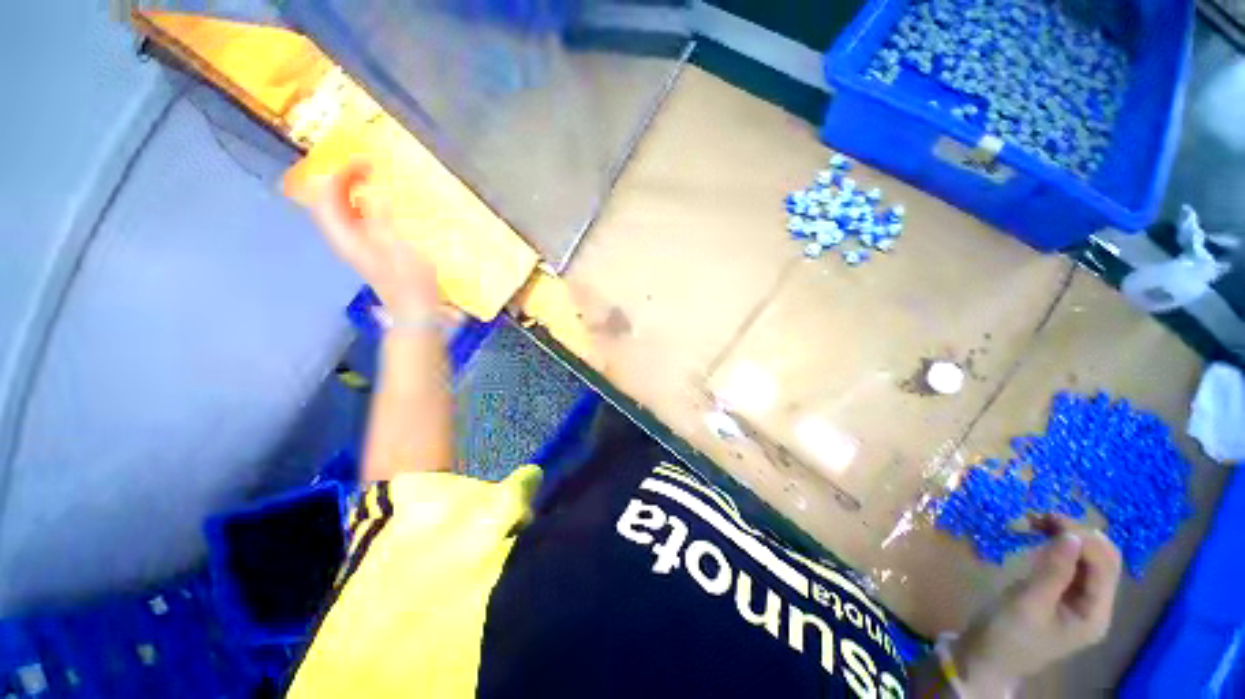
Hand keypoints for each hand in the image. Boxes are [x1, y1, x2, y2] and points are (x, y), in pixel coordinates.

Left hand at [305, 159, 440, 318]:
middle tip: (367, 167)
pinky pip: (358, 219)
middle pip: (329, 200)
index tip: (365, 163)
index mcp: (345, 237)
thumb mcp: (397, 248)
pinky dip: (365, 205)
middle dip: (342, 178)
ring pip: (342, 209)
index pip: (326, 196)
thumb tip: (371, 193)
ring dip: (352, 190)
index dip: (340, 174)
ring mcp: (357, 244)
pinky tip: (382, 203)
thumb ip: (380, 218)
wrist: (415, 310)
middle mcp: (345, 238)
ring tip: (373, 178)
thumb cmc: (410, 282)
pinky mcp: (371, 249)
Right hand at [953, 516, 1122, 694]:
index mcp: (1095, 614)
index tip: (1048, 519)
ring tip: (1037, 523)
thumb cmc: (1007, 634)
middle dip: (1078, 534)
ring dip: (1068, 537)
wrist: (986, 658)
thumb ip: (1053, 571)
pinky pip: (1073, 565)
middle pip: (1103, 560)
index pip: (1105, 566)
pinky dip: (1059, 547)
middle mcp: (1096, 606)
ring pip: (1089, 559)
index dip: (1083, 538)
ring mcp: (1081, 601)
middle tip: (1042, 518)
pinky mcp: (1063, 595)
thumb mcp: (1027, 603)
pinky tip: (1040, 538)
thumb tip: (1071, 535)